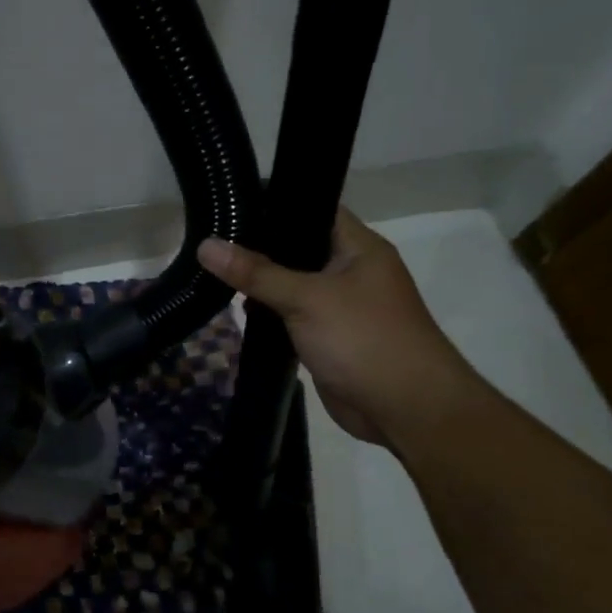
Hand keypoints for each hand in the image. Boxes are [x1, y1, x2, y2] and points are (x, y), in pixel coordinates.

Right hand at [198, 208, 479, 446]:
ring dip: (259, 283)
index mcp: (358, 247)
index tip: (230, 202)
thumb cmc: (364, 339)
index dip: (274, 202)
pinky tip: (236, 309)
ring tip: (212, 270)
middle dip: (257, 246)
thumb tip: (205, 246)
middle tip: (210, 238)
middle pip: (296, 247)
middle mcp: (350, 270)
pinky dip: (268, 314)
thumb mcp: (306, 298)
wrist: (406, 410)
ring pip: (290, 284)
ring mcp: (339, 305)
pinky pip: (291, 315)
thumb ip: (255, 272)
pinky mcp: (327, 336)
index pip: (313, 208)